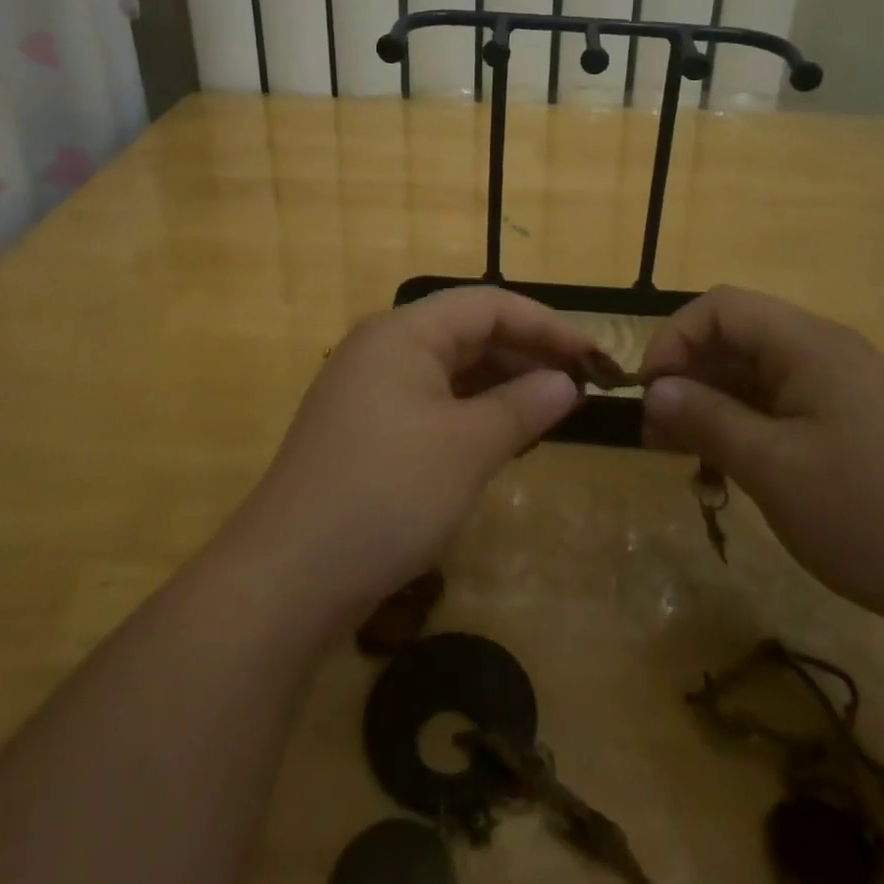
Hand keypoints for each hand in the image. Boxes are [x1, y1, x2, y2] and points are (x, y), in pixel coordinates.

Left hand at [234, 288, 597, 622]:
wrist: (287, 578)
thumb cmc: (386, 494)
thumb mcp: (466, 448)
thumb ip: (522, 406)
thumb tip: (566, 383)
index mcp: (403, 332)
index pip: (488, 305)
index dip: (547, 325)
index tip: (597, 358)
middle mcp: (383, 347)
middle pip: (468, 331)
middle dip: (527, 353)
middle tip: (581, 386)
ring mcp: (370, 389)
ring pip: (451, 369)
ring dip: (502, 383)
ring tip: (551, 409)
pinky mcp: (366, 428)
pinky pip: (432, 401)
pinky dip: (472, 411)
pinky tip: (503, 435)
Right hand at [640, 286, 883, 639]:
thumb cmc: (869, 516)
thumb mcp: (772, 468)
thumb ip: (705, 418)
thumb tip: (655, 389)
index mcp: (810, 344)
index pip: (720, 307)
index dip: (674, 339)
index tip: (650, 393)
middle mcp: (829, 352)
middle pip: (738, 339)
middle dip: (689, 379)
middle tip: (658, 436)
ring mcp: (848, 389)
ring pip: (759, 376)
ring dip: (715, 408)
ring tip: (688, 459)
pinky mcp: (860, 424)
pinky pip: (787, 406)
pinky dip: (749, 428)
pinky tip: (735, 472)